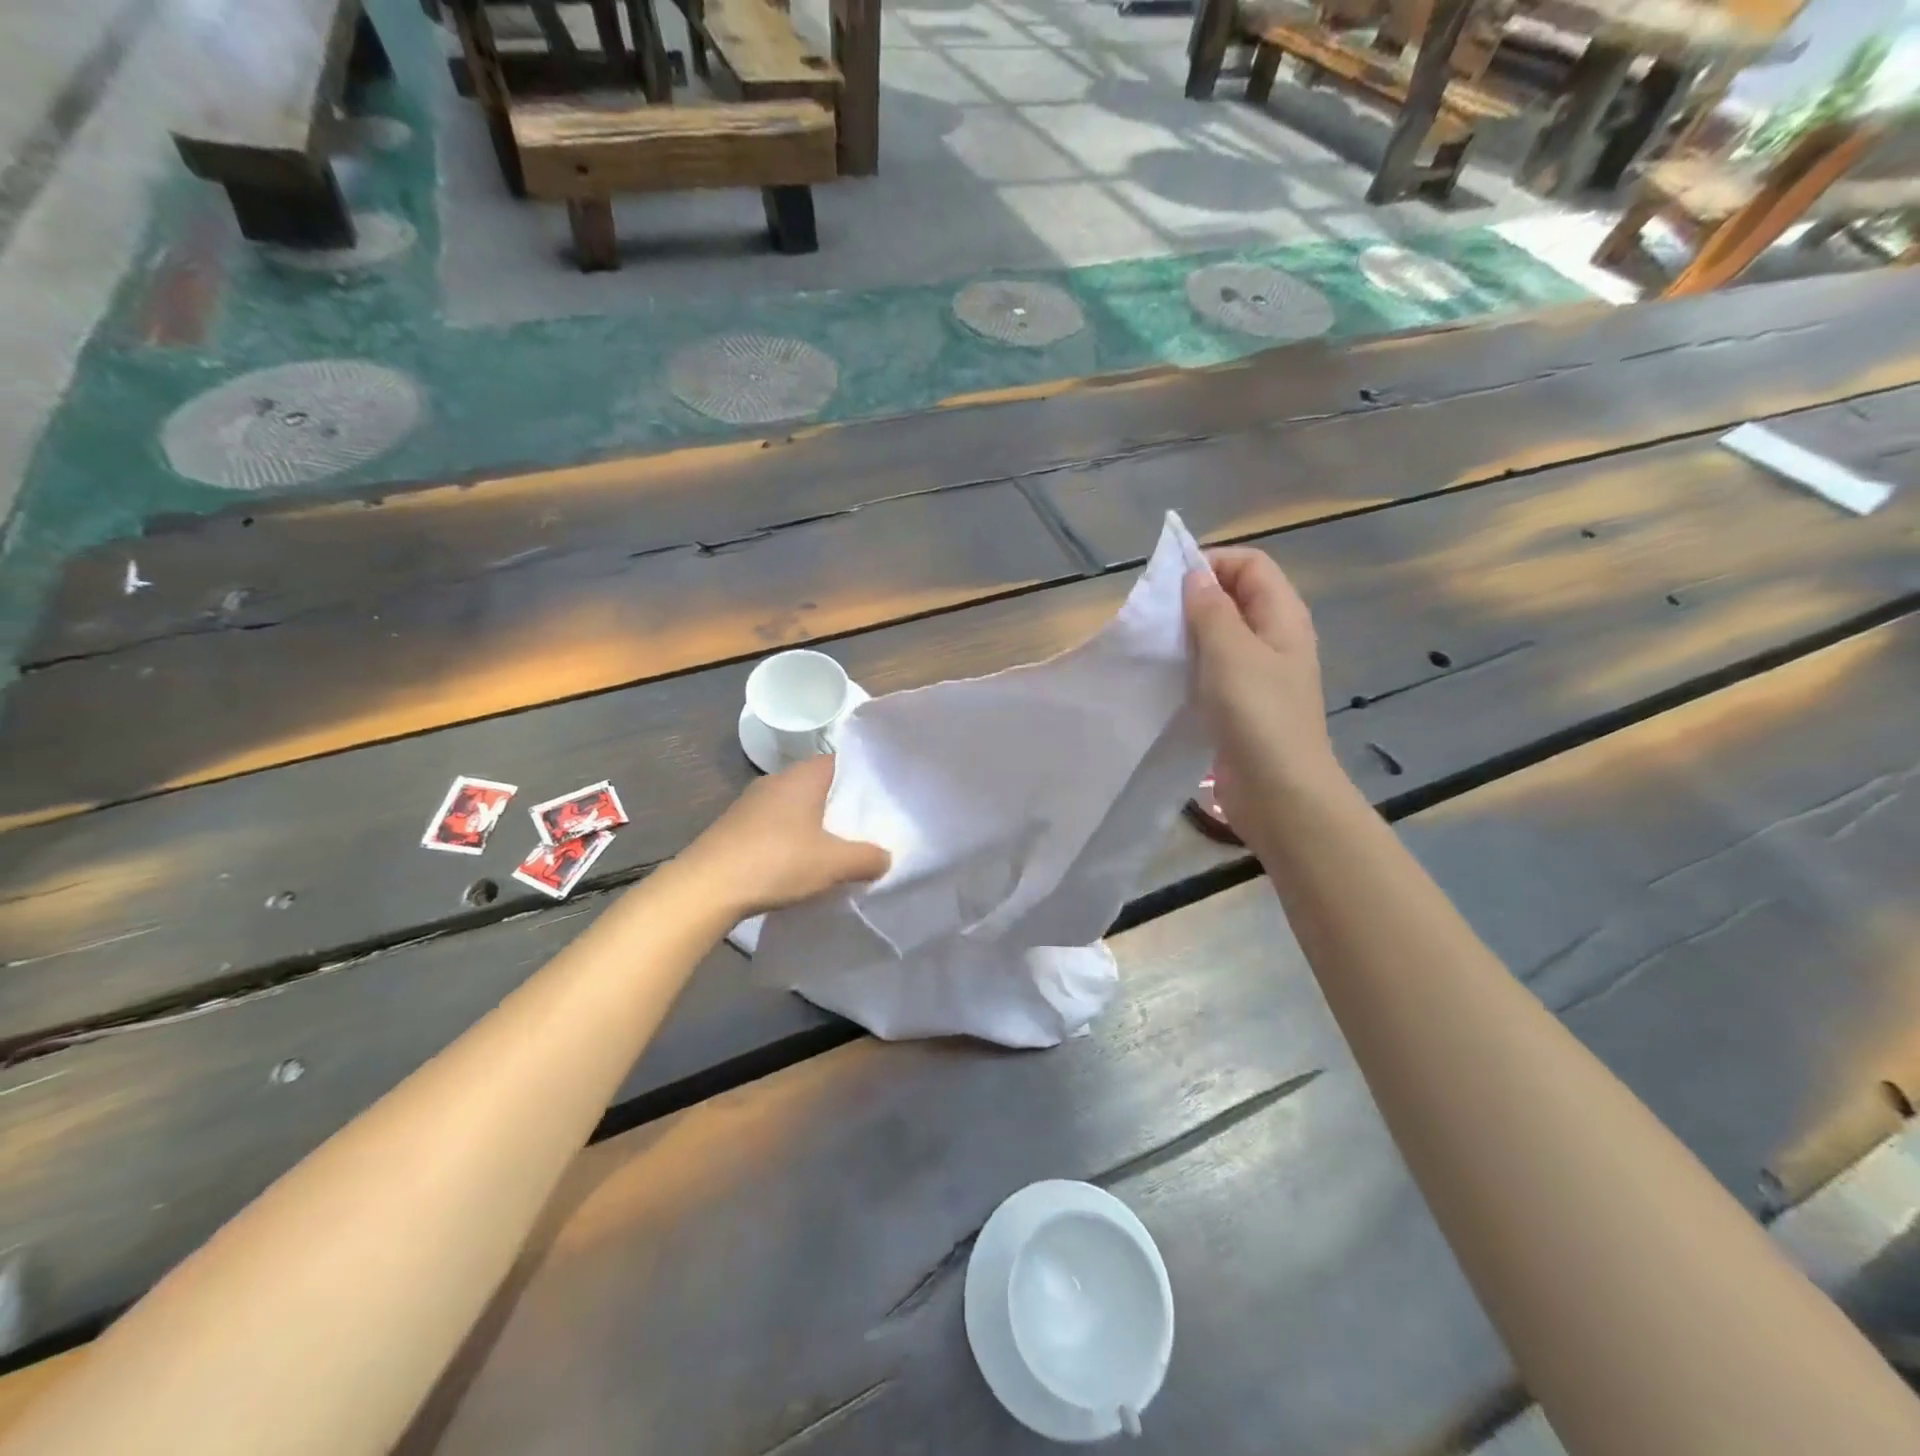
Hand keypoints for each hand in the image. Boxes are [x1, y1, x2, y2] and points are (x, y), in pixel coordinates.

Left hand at [680, 755, 889, 916]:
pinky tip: (801, 862)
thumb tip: (885, 857)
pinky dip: (792, 838)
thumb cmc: (776, 862)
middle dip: (842, 804)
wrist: (705, 888)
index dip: (864, 776)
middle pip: (820, 785)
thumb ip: (867, 858)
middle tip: (869, 826)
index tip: (884, 796)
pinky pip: (776, 825)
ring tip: (839, 847)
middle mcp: (777, 780)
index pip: (842, 761)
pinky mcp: (736, 827)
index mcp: (803, 776)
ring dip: (816, 824)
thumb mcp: (834, 864)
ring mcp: (752, 803)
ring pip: (797, 806)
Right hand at [1183, 548, 1344, 830]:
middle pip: (1236, 597)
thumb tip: (1195, 574)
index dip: (1213, 562)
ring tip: (1158, 644)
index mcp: (1283, 616)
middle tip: (1159, 616)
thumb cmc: (1257, 714)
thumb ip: (1211, 608)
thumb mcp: (1230, 651)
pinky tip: (1169, 677)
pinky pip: (1215, 669)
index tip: (1171, 583)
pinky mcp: (1243, 704)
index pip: (1250, 563)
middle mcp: (1275, 638)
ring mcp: (1261, 673)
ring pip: (1223, 635)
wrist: (1278, 790)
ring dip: (1191, 634)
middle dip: (1196, 597)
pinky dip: (1193, 665)